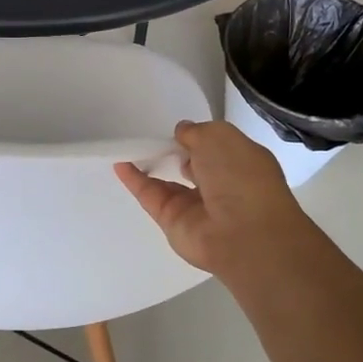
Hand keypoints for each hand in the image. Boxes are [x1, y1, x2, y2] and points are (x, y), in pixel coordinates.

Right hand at [116, 120, 317, 277]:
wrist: (243, 232)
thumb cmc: (240, 177)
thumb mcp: (220, 137)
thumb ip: (196, 131)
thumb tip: (181, 133)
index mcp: (241, 164)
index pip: (217, 148)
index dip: (198, 137)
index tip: (179, 130)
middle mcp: (221, 186)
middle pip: (193, 165)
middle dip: (176, 151)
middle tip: (154, 137)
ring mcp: (196, 206)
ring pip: (169, 182)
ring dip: (151, 164)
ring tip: (130, 146)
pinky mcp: (172, 221)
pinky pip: (150, 196)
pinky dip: (134, 180)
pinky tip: (119, 163)